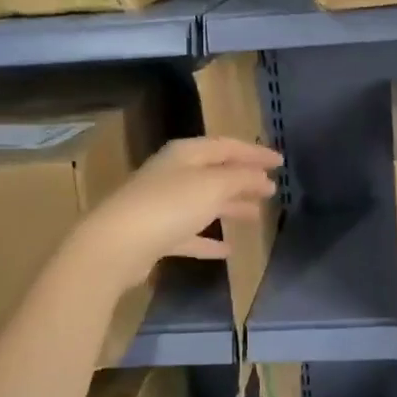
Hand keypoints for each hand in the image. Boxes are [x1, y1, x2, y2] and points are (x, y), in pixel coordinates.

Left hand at [63, 136, 281, 293]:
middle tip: (270, 188)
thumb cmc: (169, 205)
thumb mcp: (213, 186)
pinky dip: (209, 239)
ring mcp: (162, 205)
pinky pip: (190, 234)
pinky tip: (228, 250)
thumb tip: (262, 177)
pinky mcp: (156, 235)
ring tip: (256, 215)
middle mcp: (173, 174)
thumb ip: (240, 178)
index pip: (227, 146)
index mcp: (185, 154)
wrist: (116, 245)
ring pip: (204, 202)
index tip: (280, 162)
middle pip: (215, 172)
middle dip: (244, 179)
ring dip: (230, 207)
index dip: (255, 153)